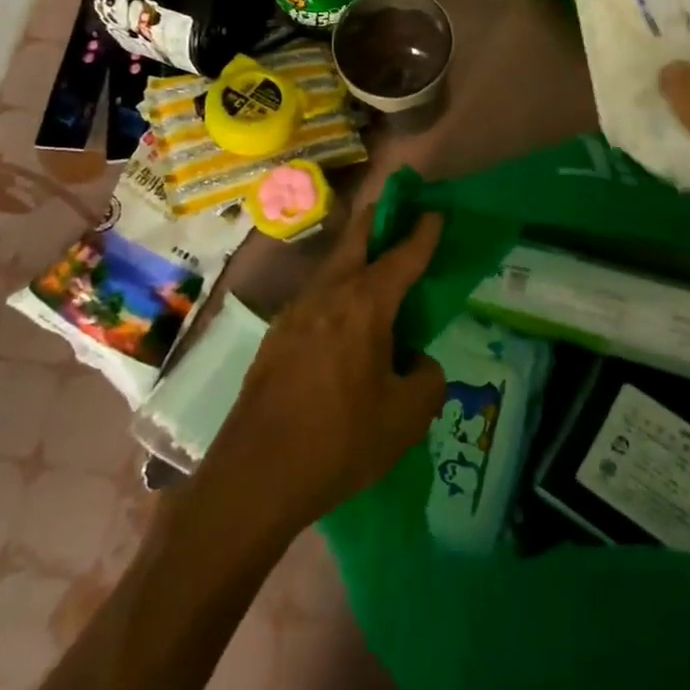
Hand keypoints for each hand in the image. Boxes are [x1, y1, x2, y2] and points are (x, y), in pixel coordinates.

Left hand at [199, 211, 446, 536]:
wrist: (254, 479)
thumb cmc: (339, 441)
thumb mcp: (406, 418)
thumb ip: (427, 379)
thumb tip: (414, 361)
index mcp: (364, 304)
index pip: (403, 255)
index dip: (423, 232)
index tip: (436, 211)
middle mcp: (327, 295)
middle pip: (356, 238)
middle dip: (380, 219)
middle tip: (398, 211)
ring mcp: (294, 313)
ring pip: (331, 267)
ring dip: (355, 257)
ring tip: (376, 272)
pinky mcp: (274, 338)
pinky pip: (315, 298)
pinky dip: (336, 292)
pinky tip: (343, 324)